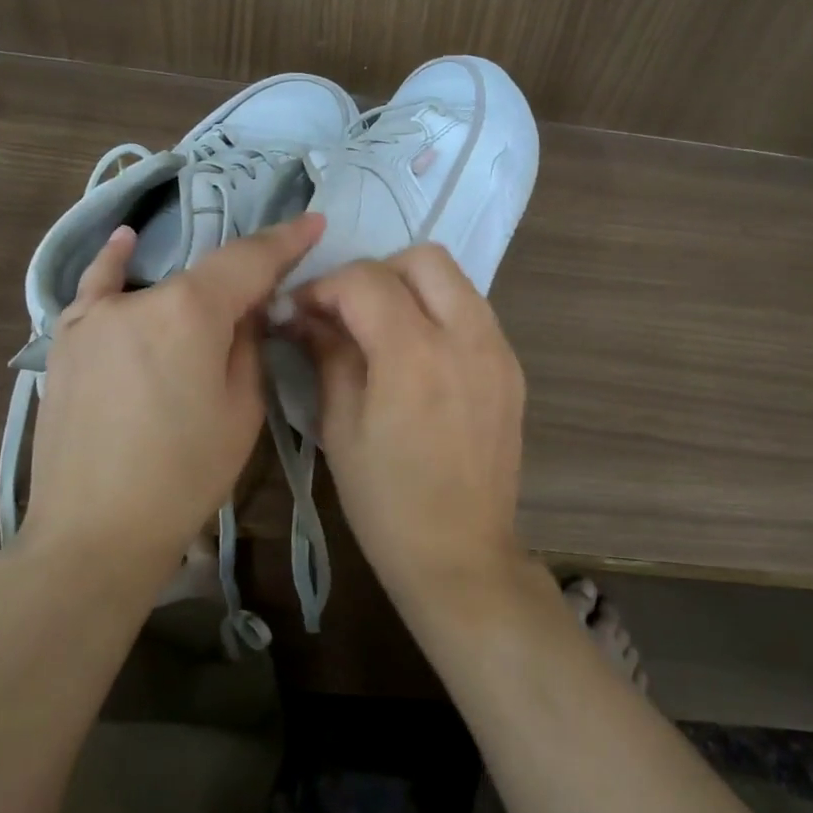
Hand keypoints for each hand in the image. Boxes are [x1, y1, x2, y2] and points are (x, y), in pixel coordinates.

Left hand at [21, 213, 325, 578]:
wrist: (95, 531)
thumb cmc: (184, 475)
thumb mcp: (242, 409)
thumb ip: (247, 344)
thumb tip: (247, 310)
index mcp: (191, 312)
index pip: (249, 261)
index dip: (287, 241)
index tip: (315, 221)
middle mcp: (140, 299)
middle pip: (205, 275)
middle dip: (245, 279)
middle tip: (276, 291)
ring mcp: (94, 316)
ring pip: (160, 286)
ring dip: (197, 286)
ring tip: (225, 291)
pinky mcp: (66, 341)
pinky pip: (95, 290)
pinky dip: (114, 264)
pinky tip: (126, 242)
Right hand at [290, 245, 528, 602]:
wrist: (461, 554)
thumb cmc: (387, 502)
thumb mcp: (341, 426)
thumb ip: (327, 354)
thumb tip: (302, 313)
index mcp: (415, 354)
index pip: (365, 281)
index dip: (324, 287)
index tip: (300, 311)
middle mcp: (466, 337)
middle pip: (424, 259)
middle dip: (376, 273)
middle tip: (347, 313)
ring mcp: (498, 350)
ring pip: (455, 280)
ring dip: (412, 288)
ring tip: (381, 329)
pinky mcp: (512, 368)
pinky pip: (474, 313)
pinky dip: (441, 313)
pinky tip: (418, 354)